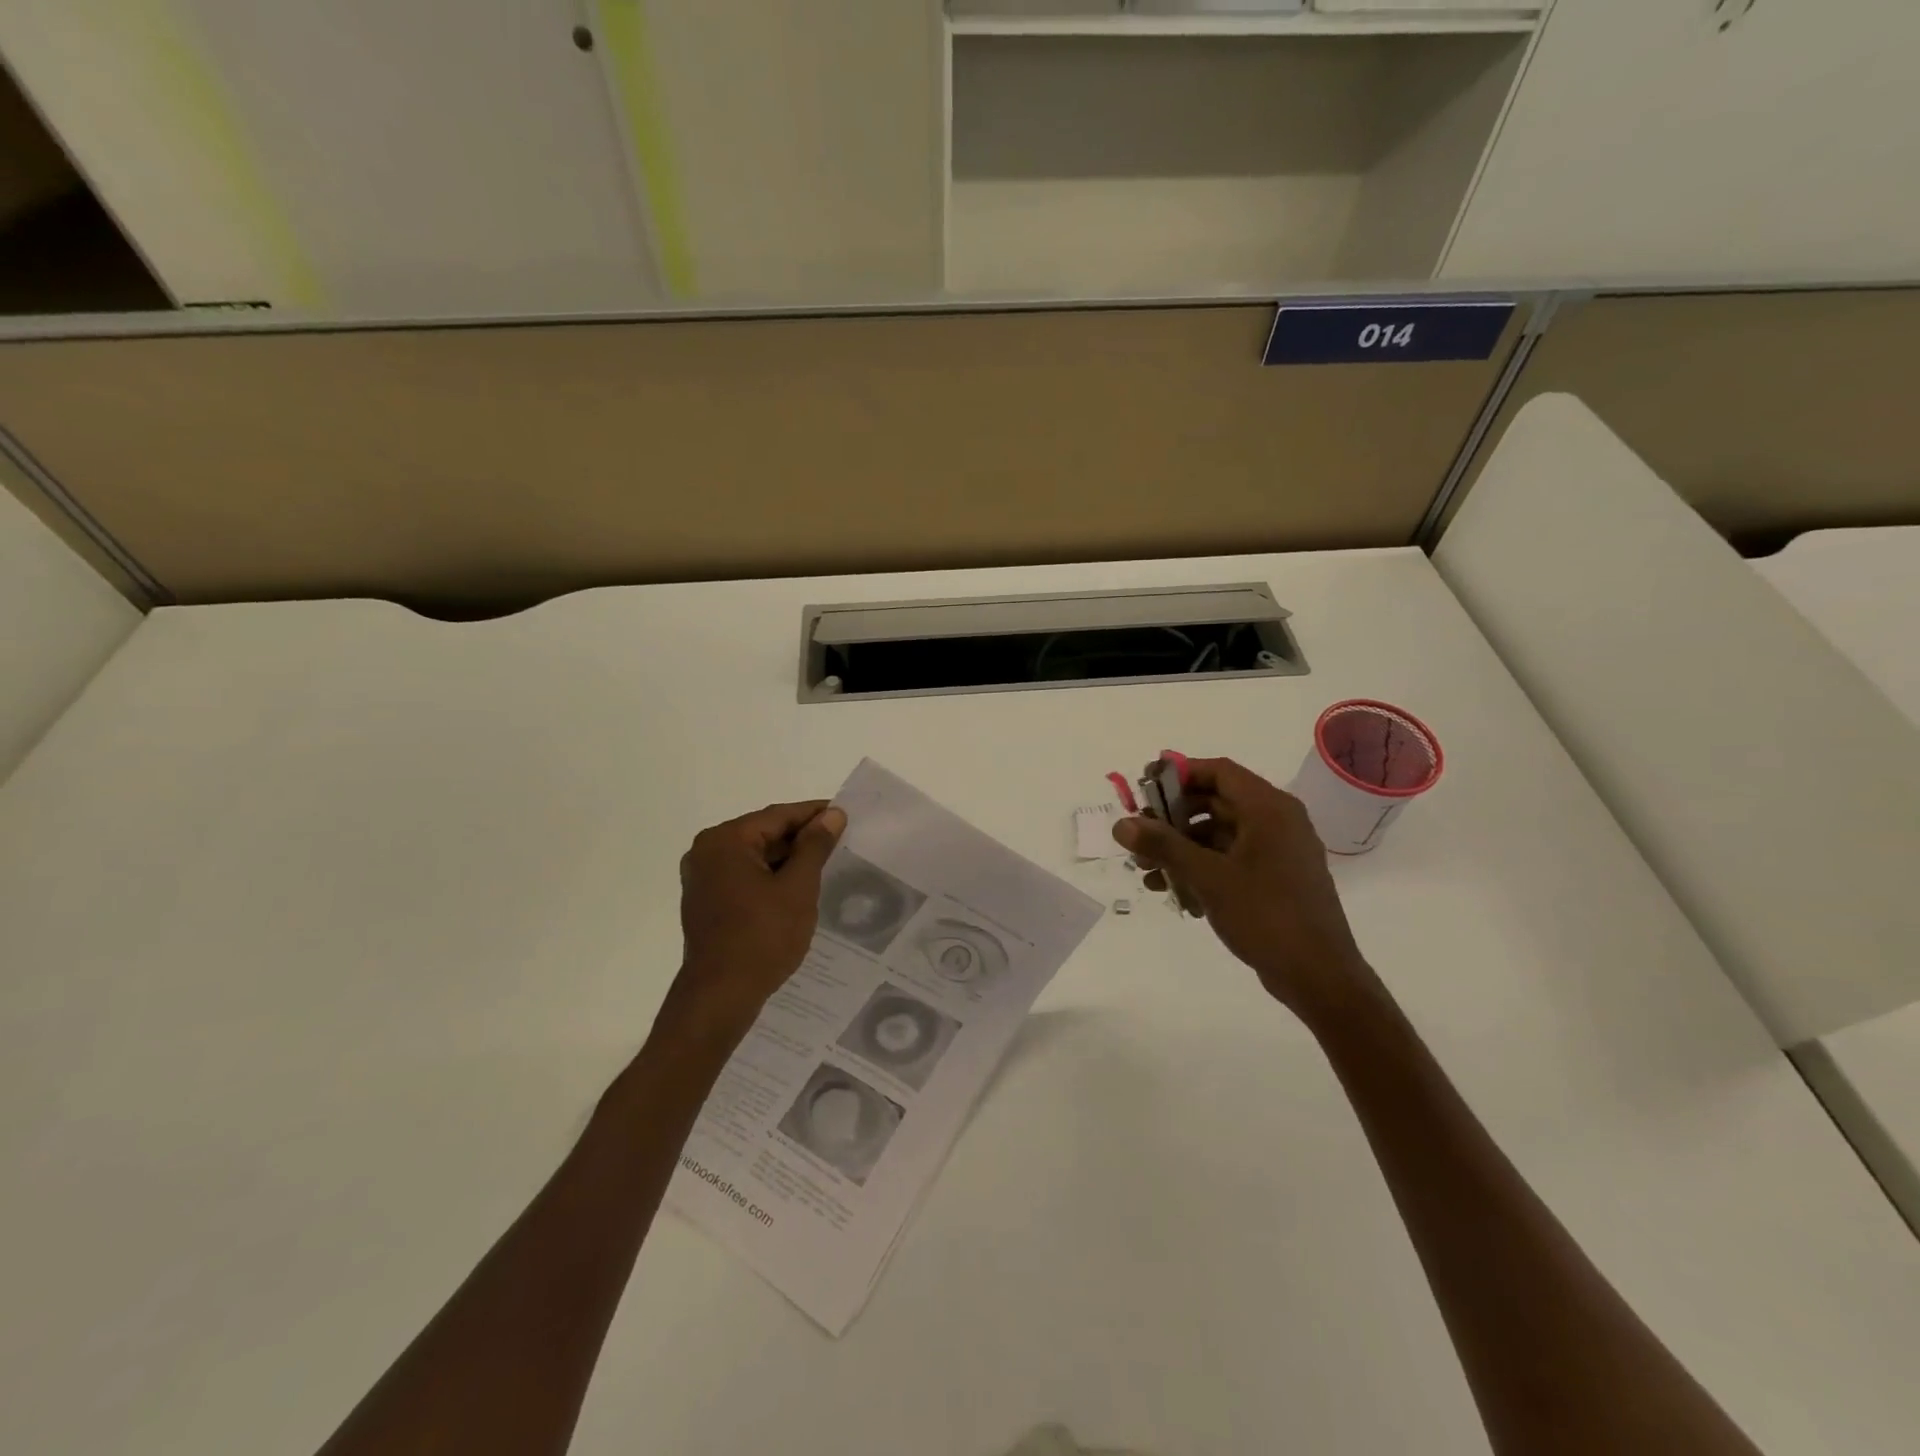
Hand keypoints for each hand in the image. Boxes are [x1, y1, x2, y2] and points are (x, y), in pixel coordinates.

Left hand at [660, 800, 846, 1043]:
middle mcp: (707, 852)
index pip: (778, 816)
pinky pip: (744, 876)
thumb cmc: (762, 937)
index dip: (814, 814)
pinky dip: (770, 877)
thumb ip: (815, 846)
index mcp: (725, 841)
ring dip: (787, 859)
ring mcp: (702, 878)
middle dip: (801, 838)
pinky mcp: (706, 901)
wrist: (720, 996)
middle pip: (763, 833)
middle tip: (840, 842)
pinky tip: (797, 888)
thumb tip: (832, 814)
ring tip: (825, 864)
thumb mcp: (797, 888)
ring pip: (754, 856)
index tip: (845, 815)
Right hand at [1114, 758, 1370, 1020]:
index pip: (1219, 771)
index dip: (1179, 775)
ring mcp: (1279, 851)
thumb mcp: (1208, 877)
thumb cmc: (1266, 916)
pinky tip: (1173, 891)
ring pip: (1219, 834)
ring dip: (1182, 848)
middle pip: (1216, 803)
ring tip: (1147, 872)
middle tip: (1139, 837)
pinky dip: (1202, 867)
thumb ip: (1163, 846)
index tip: (1143, 789)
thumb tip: (1121, 824)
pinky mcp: (1276, 878)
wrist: (1319, 977)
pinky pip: (1231, 859)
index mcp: (1269, 809)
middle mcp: (1277, 821)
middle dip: (1173, 820)